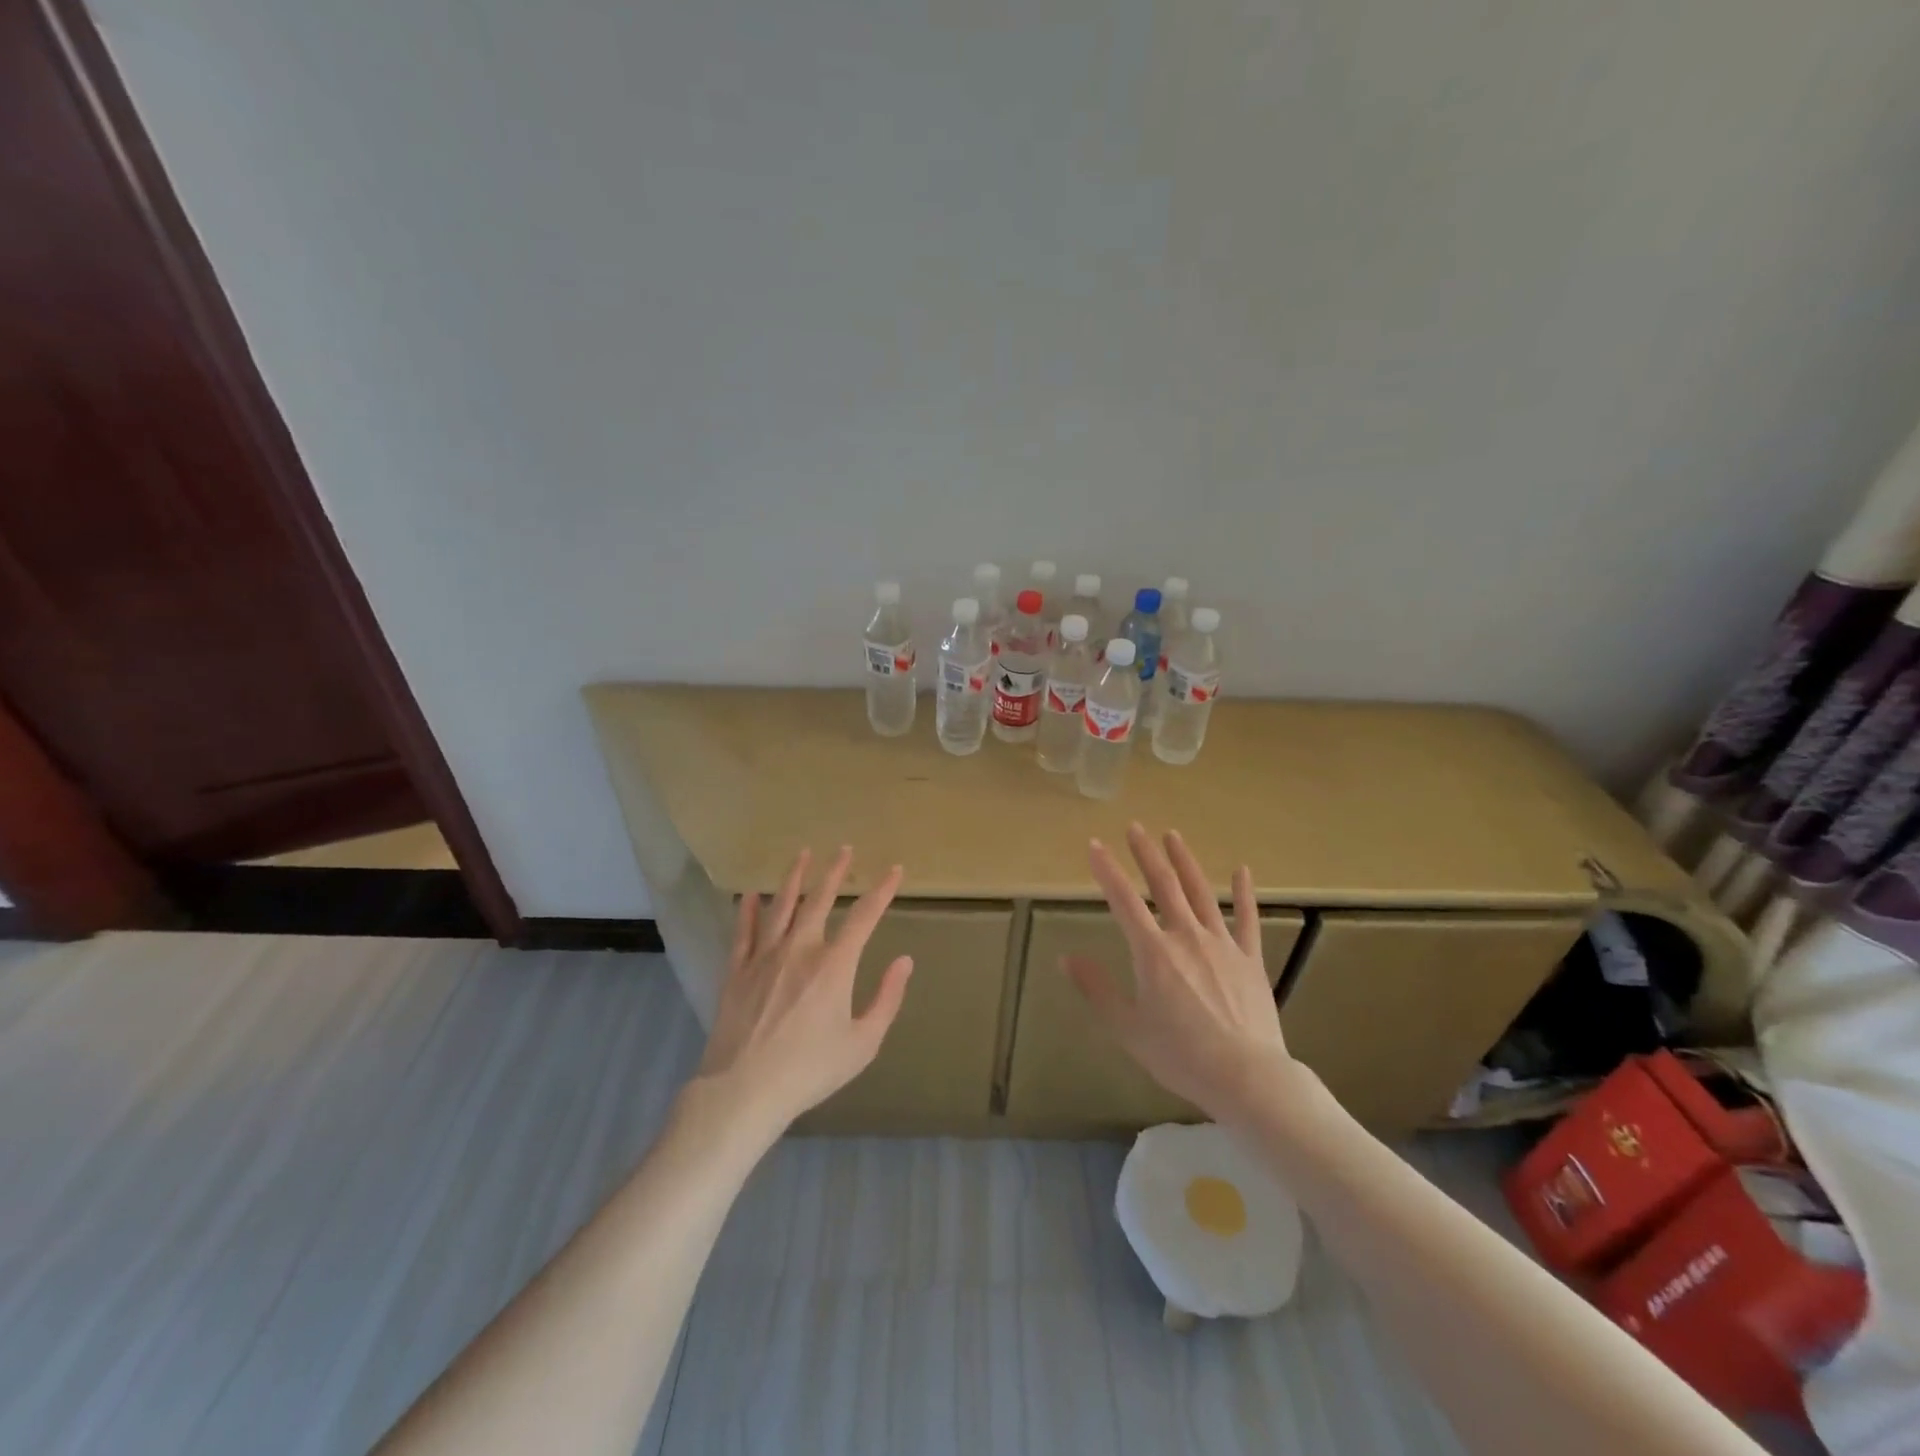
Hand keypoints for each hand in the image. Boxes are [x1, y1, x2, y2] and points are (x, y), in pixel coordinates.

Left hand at [696, 846, 913, 1129]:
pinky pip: (743, 933)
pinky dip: (748, 911)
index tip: (894, 870)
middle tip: (843, 849)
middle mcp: (800, 950)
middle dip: (834, 872)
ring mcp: (764, 957)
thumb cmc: (810, 1070)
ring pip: (781, 907)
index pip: (864, 917)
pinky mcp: (737, 972)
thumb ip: (886, 998)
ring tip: (802, 854)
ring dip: (793, 878)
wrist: (744, 1090)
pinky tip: (750, 895)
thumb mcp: (863, 1043)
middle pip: (819, 900)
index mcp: (834, 965)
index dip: (882, 891)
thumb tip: (904, 960)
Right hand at [1066, 823, 1292, 1119]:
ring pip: (1200, 892)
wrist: (1246, 1077)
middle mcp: (1186, 936)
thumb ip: (1096, 989)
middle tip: (1135, 827)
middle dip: (1146, 854)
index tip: (1095, 845)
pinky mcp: (1250, 958)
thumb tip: (1066, 959)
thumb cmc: (1180, 1055)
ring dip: (1185, 861)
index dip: (1107, 870)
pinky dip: (1244, 893)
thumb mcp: (1127, 1027)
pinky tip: (1242, 870)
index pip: (1123, 900)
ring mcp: (1222, 944)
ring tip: (1172, 836)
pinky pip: (1247, 919)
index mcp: (1153, 952)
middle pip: (1163, 885)